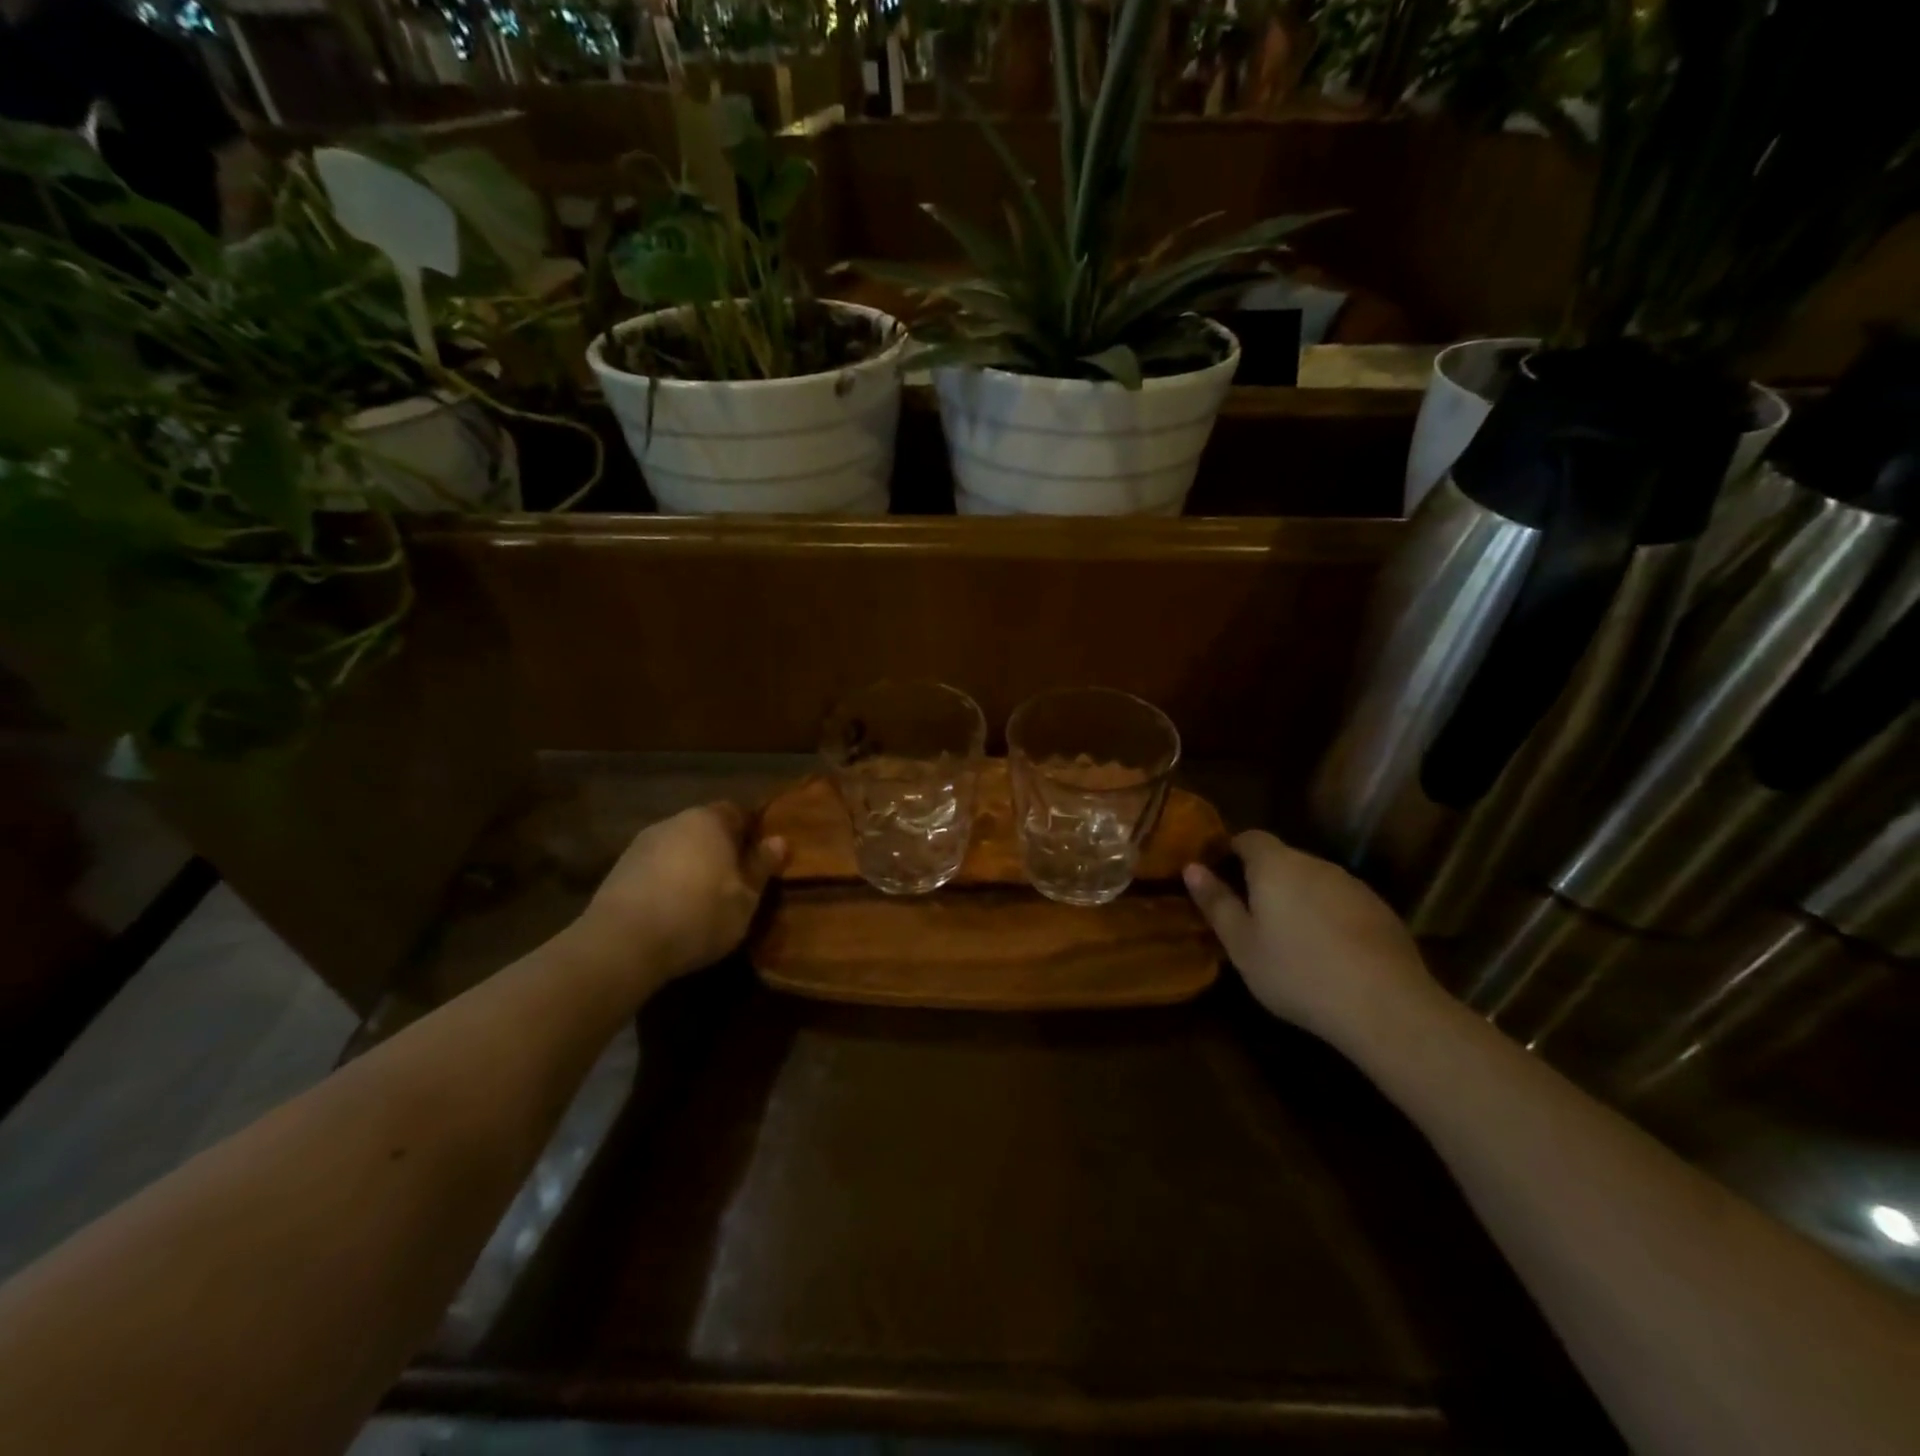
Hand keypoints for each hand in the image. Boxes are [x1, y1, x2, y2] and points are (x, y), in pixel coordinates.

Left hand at [574, 803, 786, 995]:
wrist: (622, 944)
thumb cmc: (699, 915)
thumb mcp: (745, 899)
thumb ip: (761, 867)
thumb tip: (779, 841)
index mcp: (710, 820)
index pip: (738, 812)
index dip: (751, 833)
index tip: (760, 858)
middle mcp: (674, 821)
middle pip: (705, 829)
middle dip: (721, 849)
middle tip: (735, 881)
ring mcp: (641, 845)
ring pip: (678, 849)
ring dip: (691, 867)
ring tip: (702, 901)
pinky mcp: (618, 870)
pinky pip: (655, 869)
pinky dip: (666, 883)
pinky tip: (671, 911)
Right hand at [1184, 831, 1440, 1049]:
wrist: (1386, 1006)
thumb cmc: (1297, 973)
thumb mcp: (1242, 945)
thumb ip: (1216, 902)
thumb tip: (1192, 868)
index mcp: (1275, 865)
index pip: (1249, 837)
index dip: (1231, 852)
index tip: (1219, 879)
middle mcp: (1315, 864)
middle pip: (1282, 859)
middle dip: (1263, 879)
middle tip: (1250, 917)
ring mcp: (1353, 885)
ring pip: (1313, 881)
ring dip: (1297, 899)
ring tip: (1289, 940)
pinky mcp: (1381, 910)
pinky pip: (1341, 903)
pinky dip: (1328, 917)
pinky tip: (1328, 954)